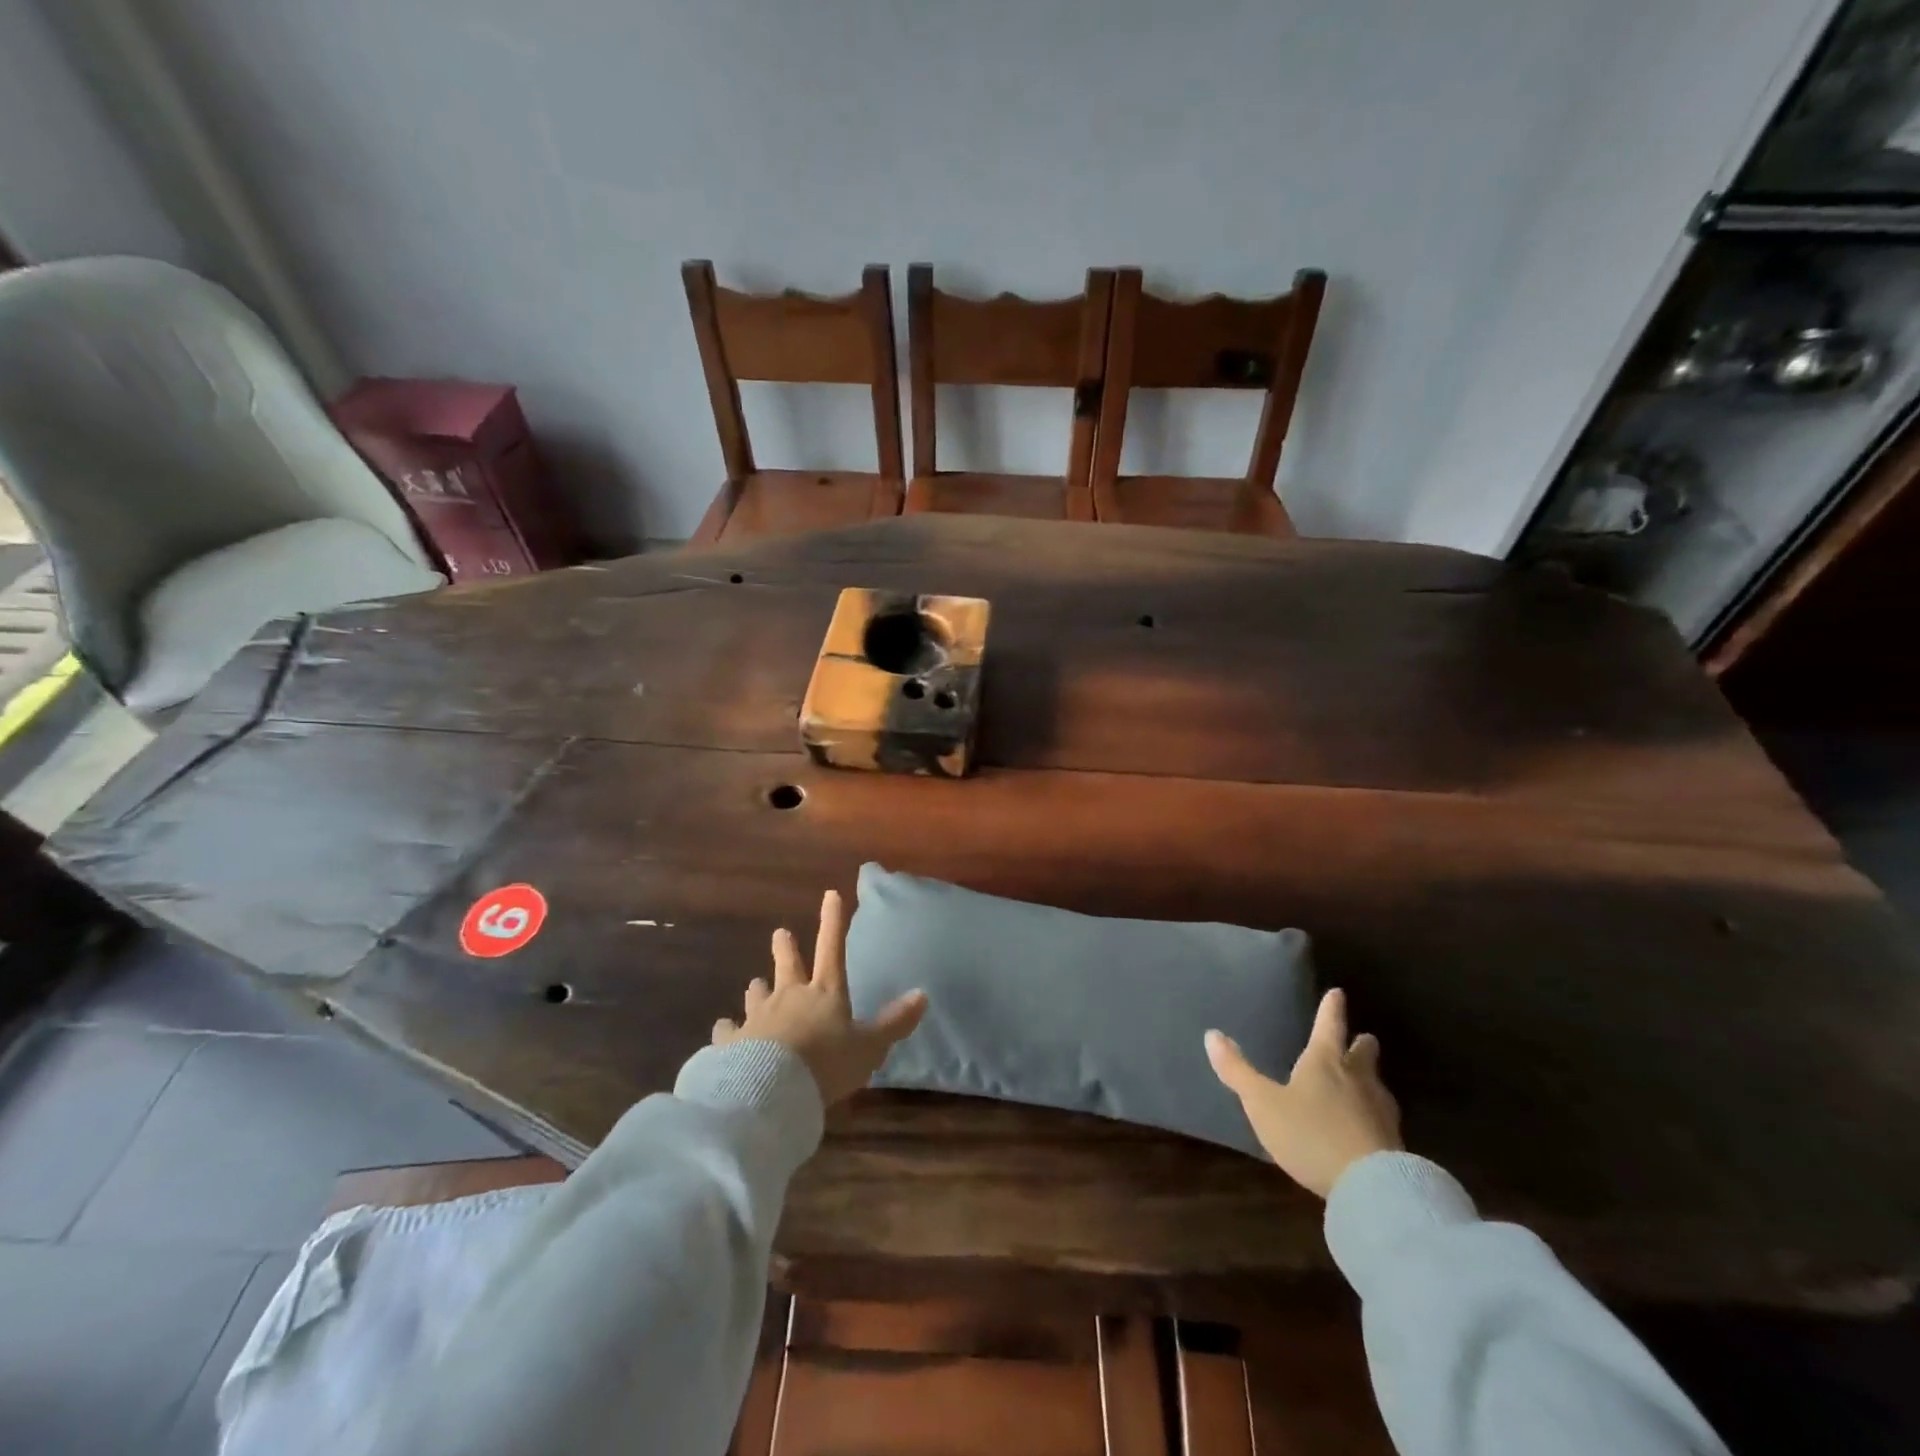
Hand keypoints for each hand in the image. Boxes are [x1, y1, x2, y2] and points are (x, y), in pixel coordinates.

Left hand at [712, 889, 927, 1106]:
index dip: (833, 921)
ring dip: (757, 988)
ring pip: (757, 994)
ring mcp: (759, 1017)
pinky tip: (723, 1029)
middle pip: (787, 964)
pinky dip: (727, 1029)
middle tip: (780, 933)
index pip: (832, 948)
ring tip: (754, 984)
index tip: (830, 893)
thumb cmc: (826, 1063)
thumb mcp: (869, 1047)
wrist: (770, 1089)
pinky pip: (728, 1030)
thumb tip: (922, 995)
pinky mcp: (732, 1041)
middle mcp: (790, 996)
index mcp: (825, 992)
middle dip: (785, 947)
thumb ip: (893, 1023)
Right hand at [1206, 988, 1402, 1197]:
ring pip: (1377, 1085)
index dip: (1331, 1008)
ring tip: (1364, 1080)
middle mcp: (1357, 1079)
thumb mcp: (1262, 1103)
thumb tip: (1212, 1034)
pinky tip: (1369, 1124)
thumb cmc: (1310, 1133)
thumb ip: (1237, 1071)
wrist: (1371, 1187)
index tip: (1338, 992)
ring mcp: (1380, 1111)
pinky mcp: (1395, 1144)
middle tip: (1362, 1038)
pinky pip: (1383, 1118)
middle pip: (1363, 1054)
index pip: (1328, 1025)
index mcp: (1324, 1062)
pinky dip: (1375, 1114)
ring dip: (1370, 1079)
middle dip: (1361, 1044)